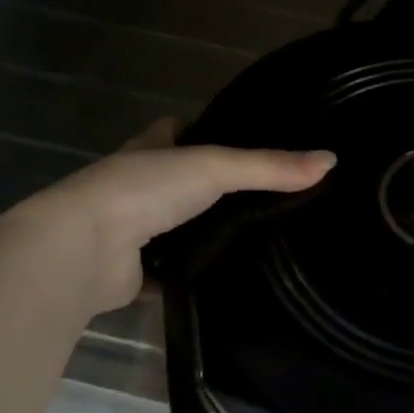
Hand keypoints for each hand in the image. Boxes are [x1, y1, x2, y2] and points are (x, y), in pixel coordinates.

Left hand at [3, 120, 334, 316]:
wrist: (83, 249)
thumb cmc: (145, 189)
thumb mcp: (215, 167)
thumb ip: (270, 166)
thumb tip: (331, 160)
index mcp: (151, 148)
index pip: (181, 130)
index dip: (209, 131)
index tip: (249, 139)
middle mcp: (139, 185)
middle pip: (182, 182)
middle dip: (214, 190)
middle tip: (269, 198)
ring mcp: (132, 230)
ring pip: (177, 228)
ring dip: (203, 234)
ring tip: (260, 240)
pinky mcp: (132, 272)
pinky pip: (171, 273)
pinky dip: (192, 277)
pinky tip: (228, 282)